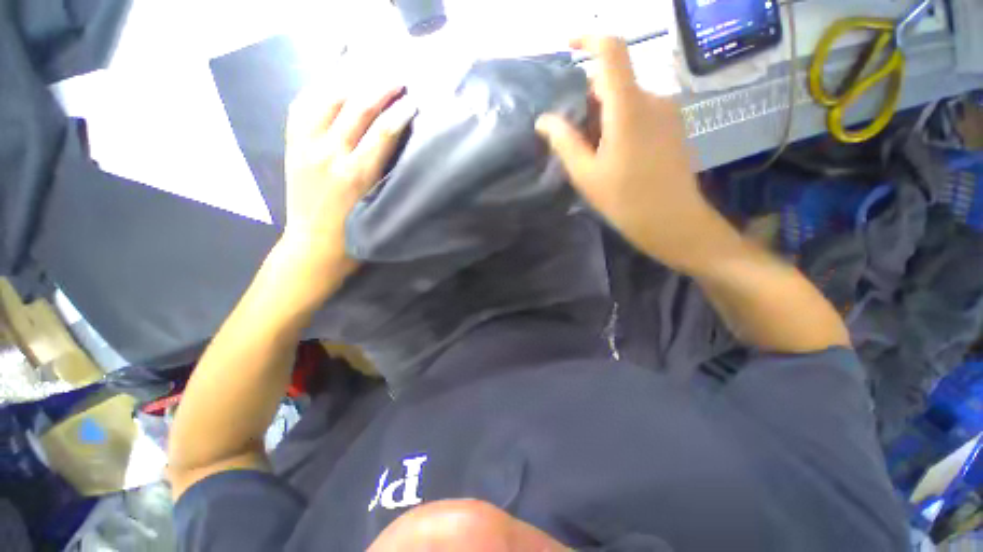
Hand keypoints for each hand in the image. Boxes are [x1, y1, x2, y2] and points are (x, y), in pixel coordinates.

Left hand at [277, 83, 415, 296]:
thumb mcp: (379, 207)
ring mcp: (306, 146)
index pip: (384, 132)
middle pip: (357, 108)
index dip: (401, 112)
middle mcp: (330, 154)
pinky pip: (301, 106)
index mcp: (357, 174)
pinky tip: (332, 84)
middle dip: (380, 88)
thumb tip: (399, 145)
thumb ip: (387, 175)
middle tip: (396, 78)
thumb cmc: (355, 234)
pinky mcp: (292, 146)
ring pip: (327, 98)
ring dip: (350, 82)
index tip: (414, 101)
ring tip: (366, 74)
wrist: (313, 246)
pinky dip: (318, 90)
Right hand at [535, 36, 740, 273]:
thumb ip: (564, 141)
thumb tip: (544, 120)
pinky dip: (620, 121)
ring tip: (593, 152)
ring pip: (626, 98)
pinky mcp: (673, 125)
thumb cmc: (625, 200)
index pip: (612, 51)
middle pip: (614, 81)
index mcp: (629, 107)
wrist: (673, 222)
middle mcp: (652, 98)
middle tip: (573, 135)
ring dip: (604, 114)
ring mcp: (667, 111)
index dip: (589, 39)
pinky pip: (640, 110)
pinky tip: (614, 153)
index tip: (568, 46)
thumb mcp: (586, 174)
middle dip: (588, 99)